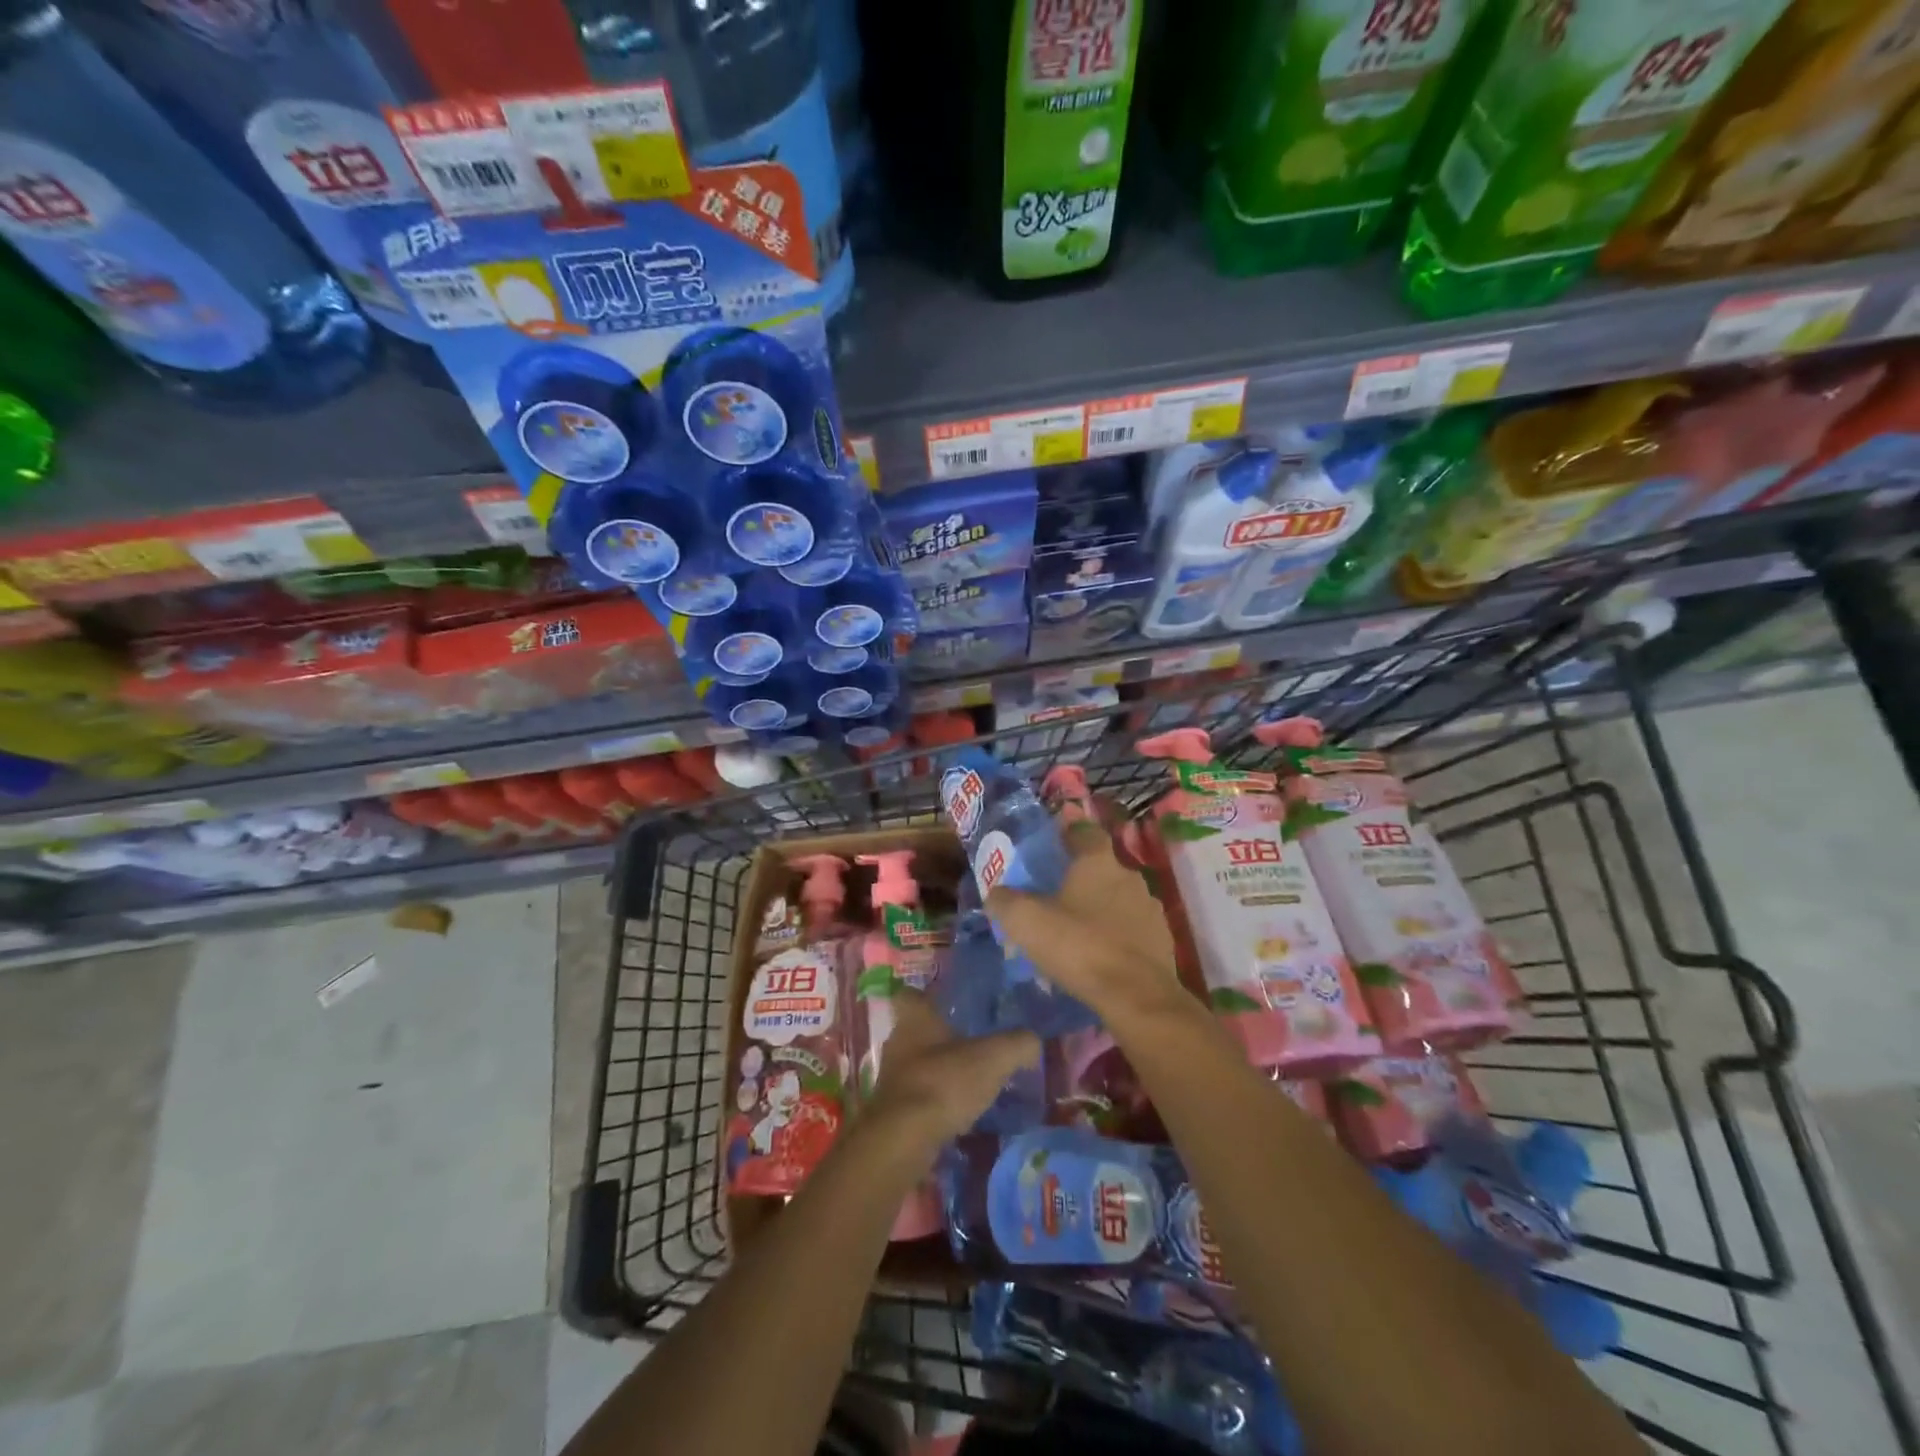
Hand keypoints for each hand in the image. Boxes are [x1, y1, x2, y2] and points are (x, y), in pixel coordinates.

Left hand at [864, 989, 1038, 1145]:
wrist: (903, 1140)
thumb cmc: (944, 1083)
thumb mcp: (993, 1058)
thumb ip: (1018, 1044)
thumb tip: (1033, 1040)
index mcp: (915, 1017)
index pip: (914, 994)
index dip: (931, 996)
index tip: (954, 1004)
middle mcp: (897, 1041)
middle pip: (918, 1030)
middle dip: (942, 1037)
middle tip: (974, 1044)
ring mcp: (891, 1078)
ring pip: (918, 1064)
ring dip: (940, 1071)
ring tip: (972, 1081)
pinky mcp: (891, 1111)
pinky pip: (918, 1097)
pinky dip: (936, 1101)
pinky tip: (959, 1113)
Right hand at [987, 816, 1186, 1024]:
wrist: (1134, 996)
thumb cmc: (1077, 945)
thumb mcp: (1025, 921)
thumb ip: (1006, 901)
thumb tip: (997, 895)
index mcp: (1098, 861)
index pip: (1085, 831)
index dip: (1069, 831)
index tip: (1053, 839)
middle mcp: (1130, 876)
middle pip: (1101, 868)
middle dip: (1080, 878)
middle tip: (1055, 894)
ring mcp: (1151, 909)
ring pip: (1118, 900)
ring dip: (1100, 909)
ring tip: (1076, 930)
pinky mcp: (1162, 942)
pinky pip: (1132, 930)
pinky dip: (1116, 937)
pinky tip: (1098, 955)